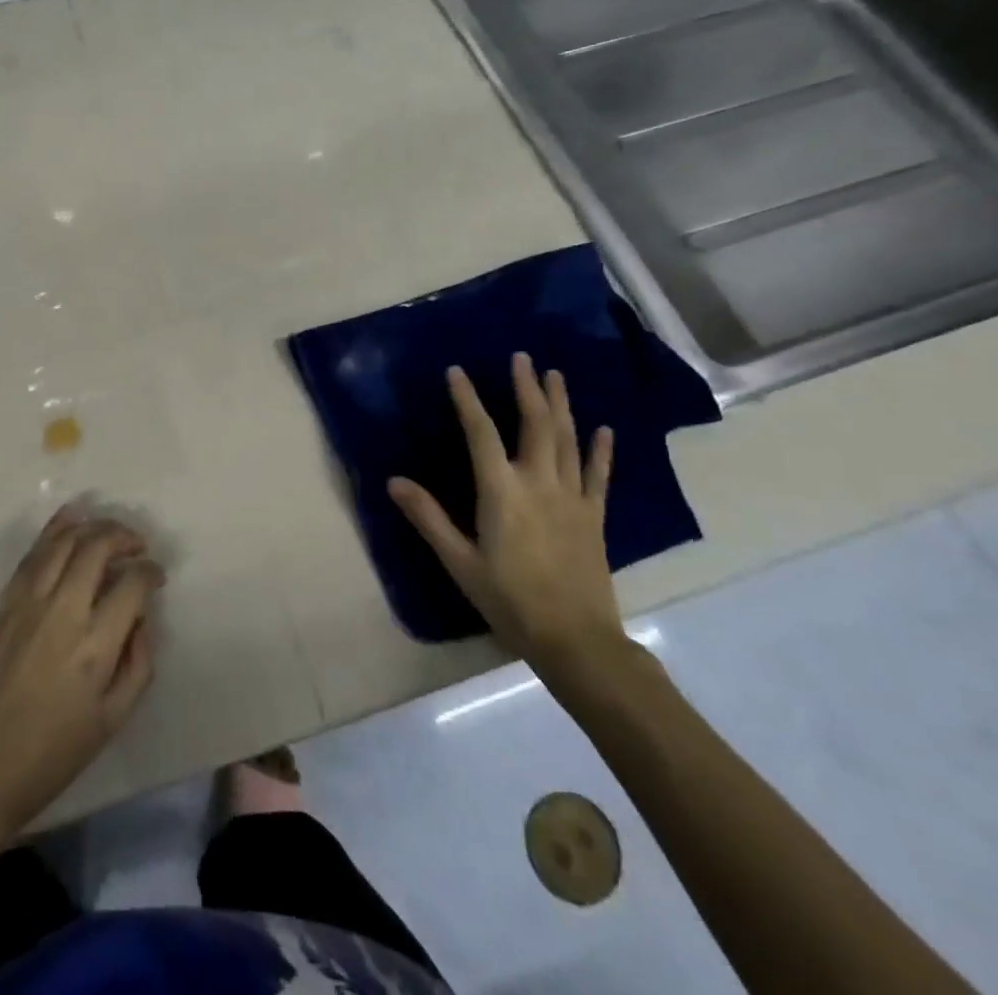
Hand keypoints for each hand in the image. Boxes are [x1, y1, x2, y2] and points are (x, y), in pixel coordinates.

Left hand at [0, 508, 161, 843]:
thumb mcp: (113, 720)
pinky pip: (33, 554)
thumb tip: (142, 617)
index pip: (132, 584)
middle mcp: (63, 612)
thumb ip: (138, 663)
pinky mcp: (6, 603)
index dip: (151, 572)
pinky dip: (54, 529)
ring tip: (110, 532)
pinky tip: (70, 518)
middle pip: (97, 548)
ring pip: (64, 542)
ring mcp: (29, 603)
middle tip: (137, 546)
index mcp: (94, 646)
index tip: (156, 576)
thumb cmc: (54, 753)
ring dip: (92, 527)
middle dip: (124, 537)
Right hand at [388, 353, 624, 682]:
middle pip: (535, 424)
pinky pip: (599, 475)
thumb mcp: (459, 561)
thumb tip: (394, 481)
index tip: (457, 371)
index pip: (481, 432)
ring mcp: (572, 497)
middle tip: (523, 357)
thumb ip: (428, 518)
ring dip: (561, 404)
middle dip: (528, 387)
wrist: (576, 640)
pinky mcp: (594, 516)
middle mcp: (539, 483)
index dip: (468, 399)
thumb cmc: (509, 599)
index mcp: (502, 491)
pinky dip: (601, 450)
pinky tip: (603, 429)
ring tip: (556, 375)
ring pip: (568, 440)